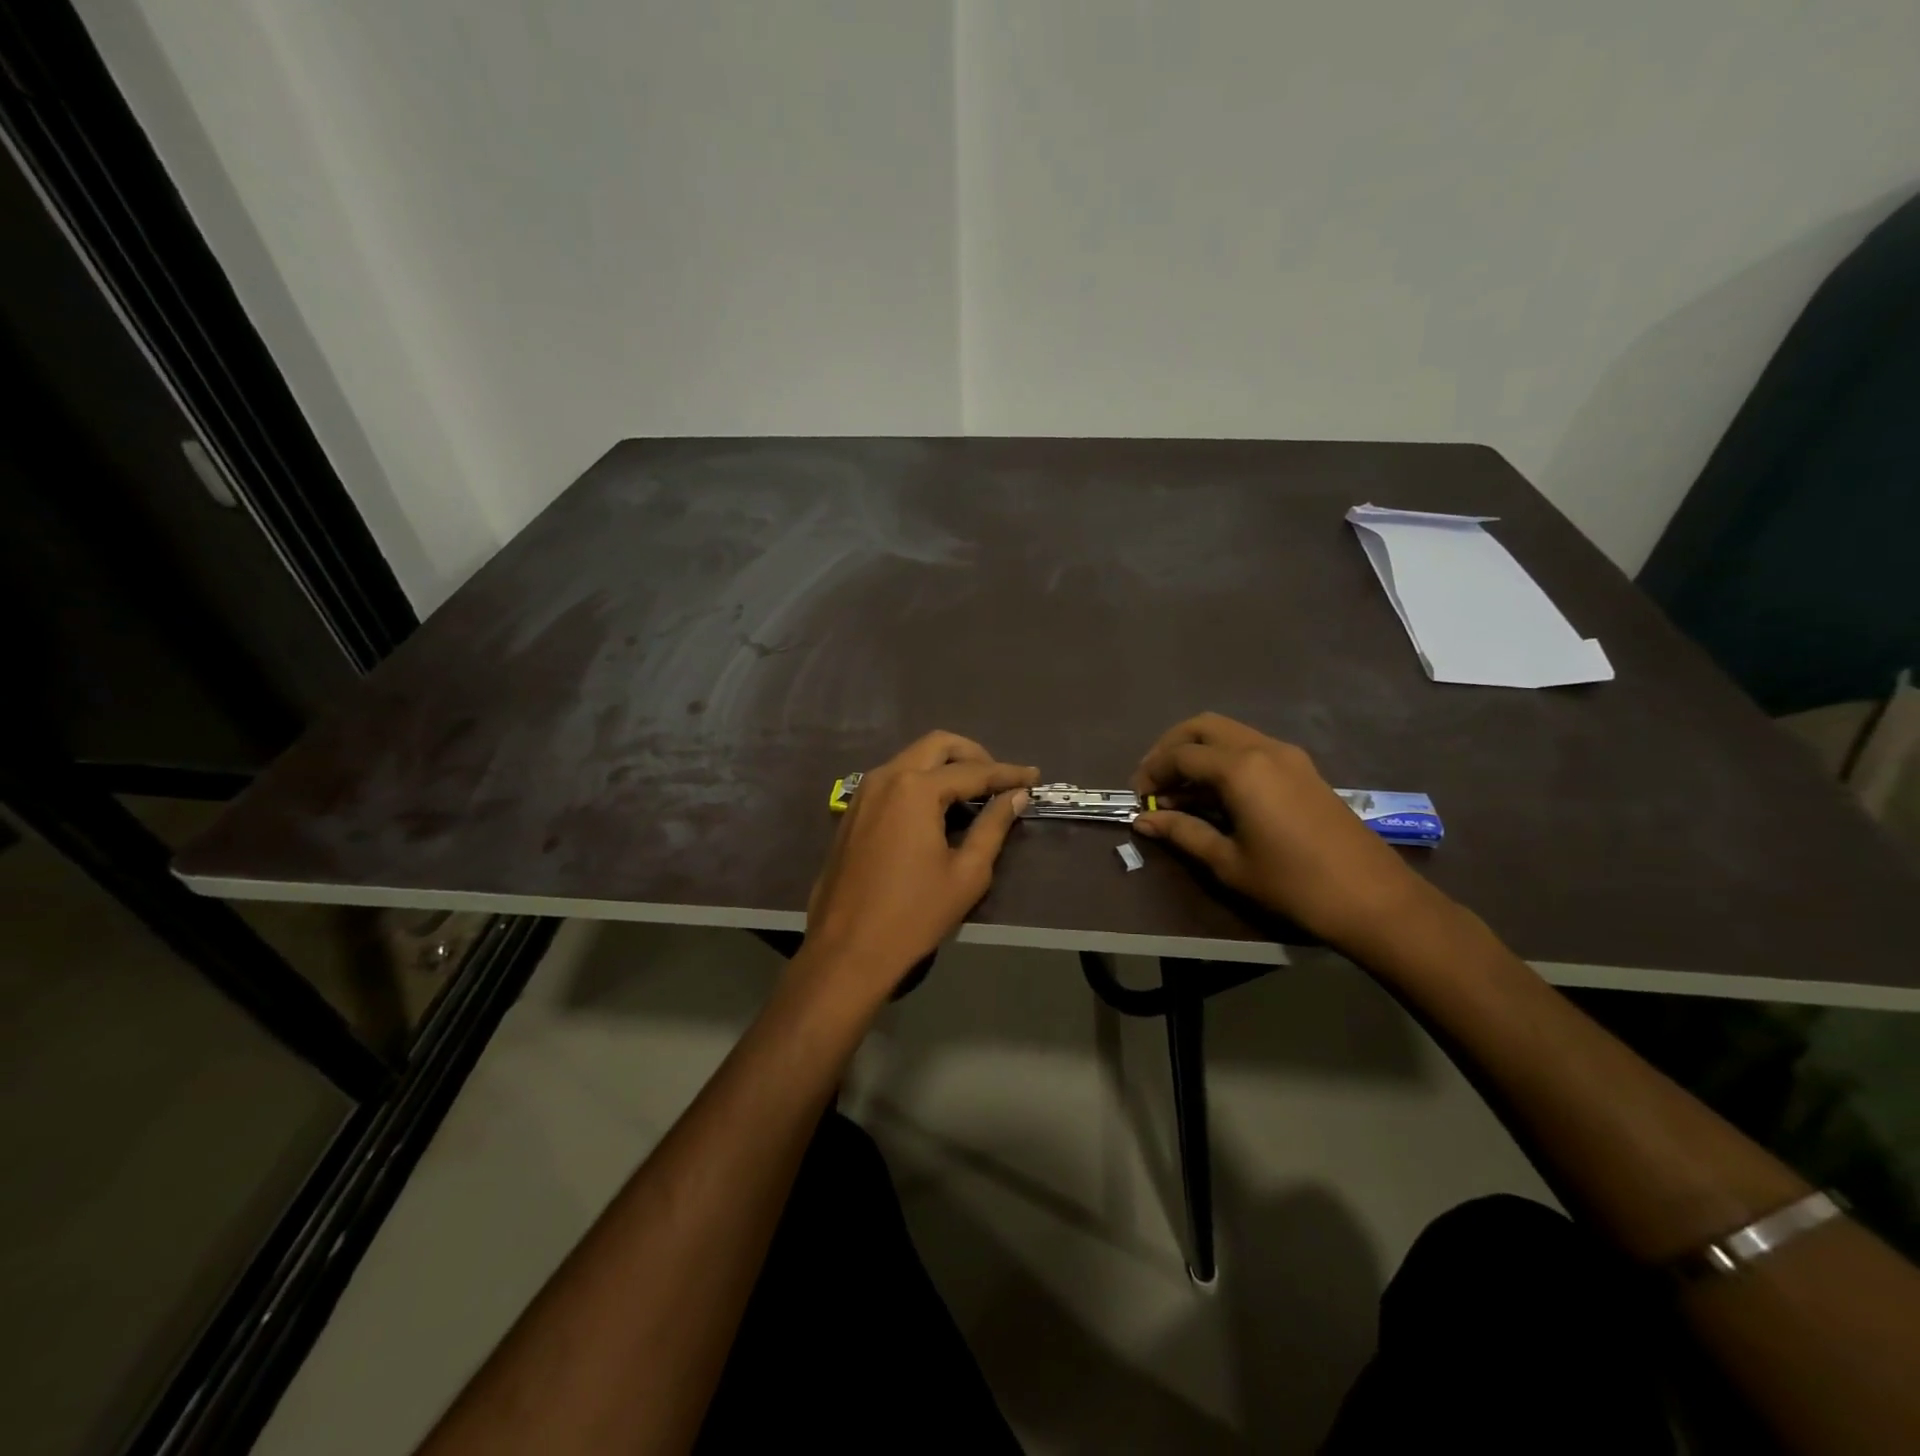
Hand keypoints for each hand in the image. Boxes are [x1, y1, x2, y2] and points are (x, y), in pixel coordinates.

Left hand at [804, 732, 1037, 1000]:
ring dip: (945, 766)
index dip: (1007, 774)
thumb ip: (993, 826)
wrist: (847, 950)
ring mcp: (863, 792)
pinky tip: (937, 809)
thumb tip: (1016, 796)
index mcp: (916, 789)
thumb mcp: (966, 873)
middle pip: (937, 746)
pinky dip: (921, 781)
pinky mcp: (852, 811)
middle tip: (1000, 779)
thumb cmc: (914, 915)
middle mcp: (886, 777)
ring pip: (912, 758)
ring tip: (973, 794)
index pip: (973, 771)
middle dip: (973, 755)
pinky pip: (893, 779)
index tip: (1035, 776)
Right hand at [1131, 713, 1438, 954]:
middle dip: (1171, 748)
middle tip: (1154, 782)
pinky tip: (1216, 795)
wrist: (1373, 898)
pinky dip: (1223, 760)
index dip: (1152, 772)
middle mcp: (1262, 749)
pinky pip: (1250, 748)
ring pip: (1228, 733)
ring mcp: (1287, 755)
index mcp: (1240, 769)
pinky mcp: (1303, 768)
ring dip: (1197, 753)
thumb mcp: (1229, 862)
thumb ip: (1183, 833)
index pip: (1181, 755)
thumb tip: (1144, 821)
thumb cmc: (1293, 884)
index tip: (1139, 799)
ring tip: (1180, 793)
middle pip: (1202, 727)